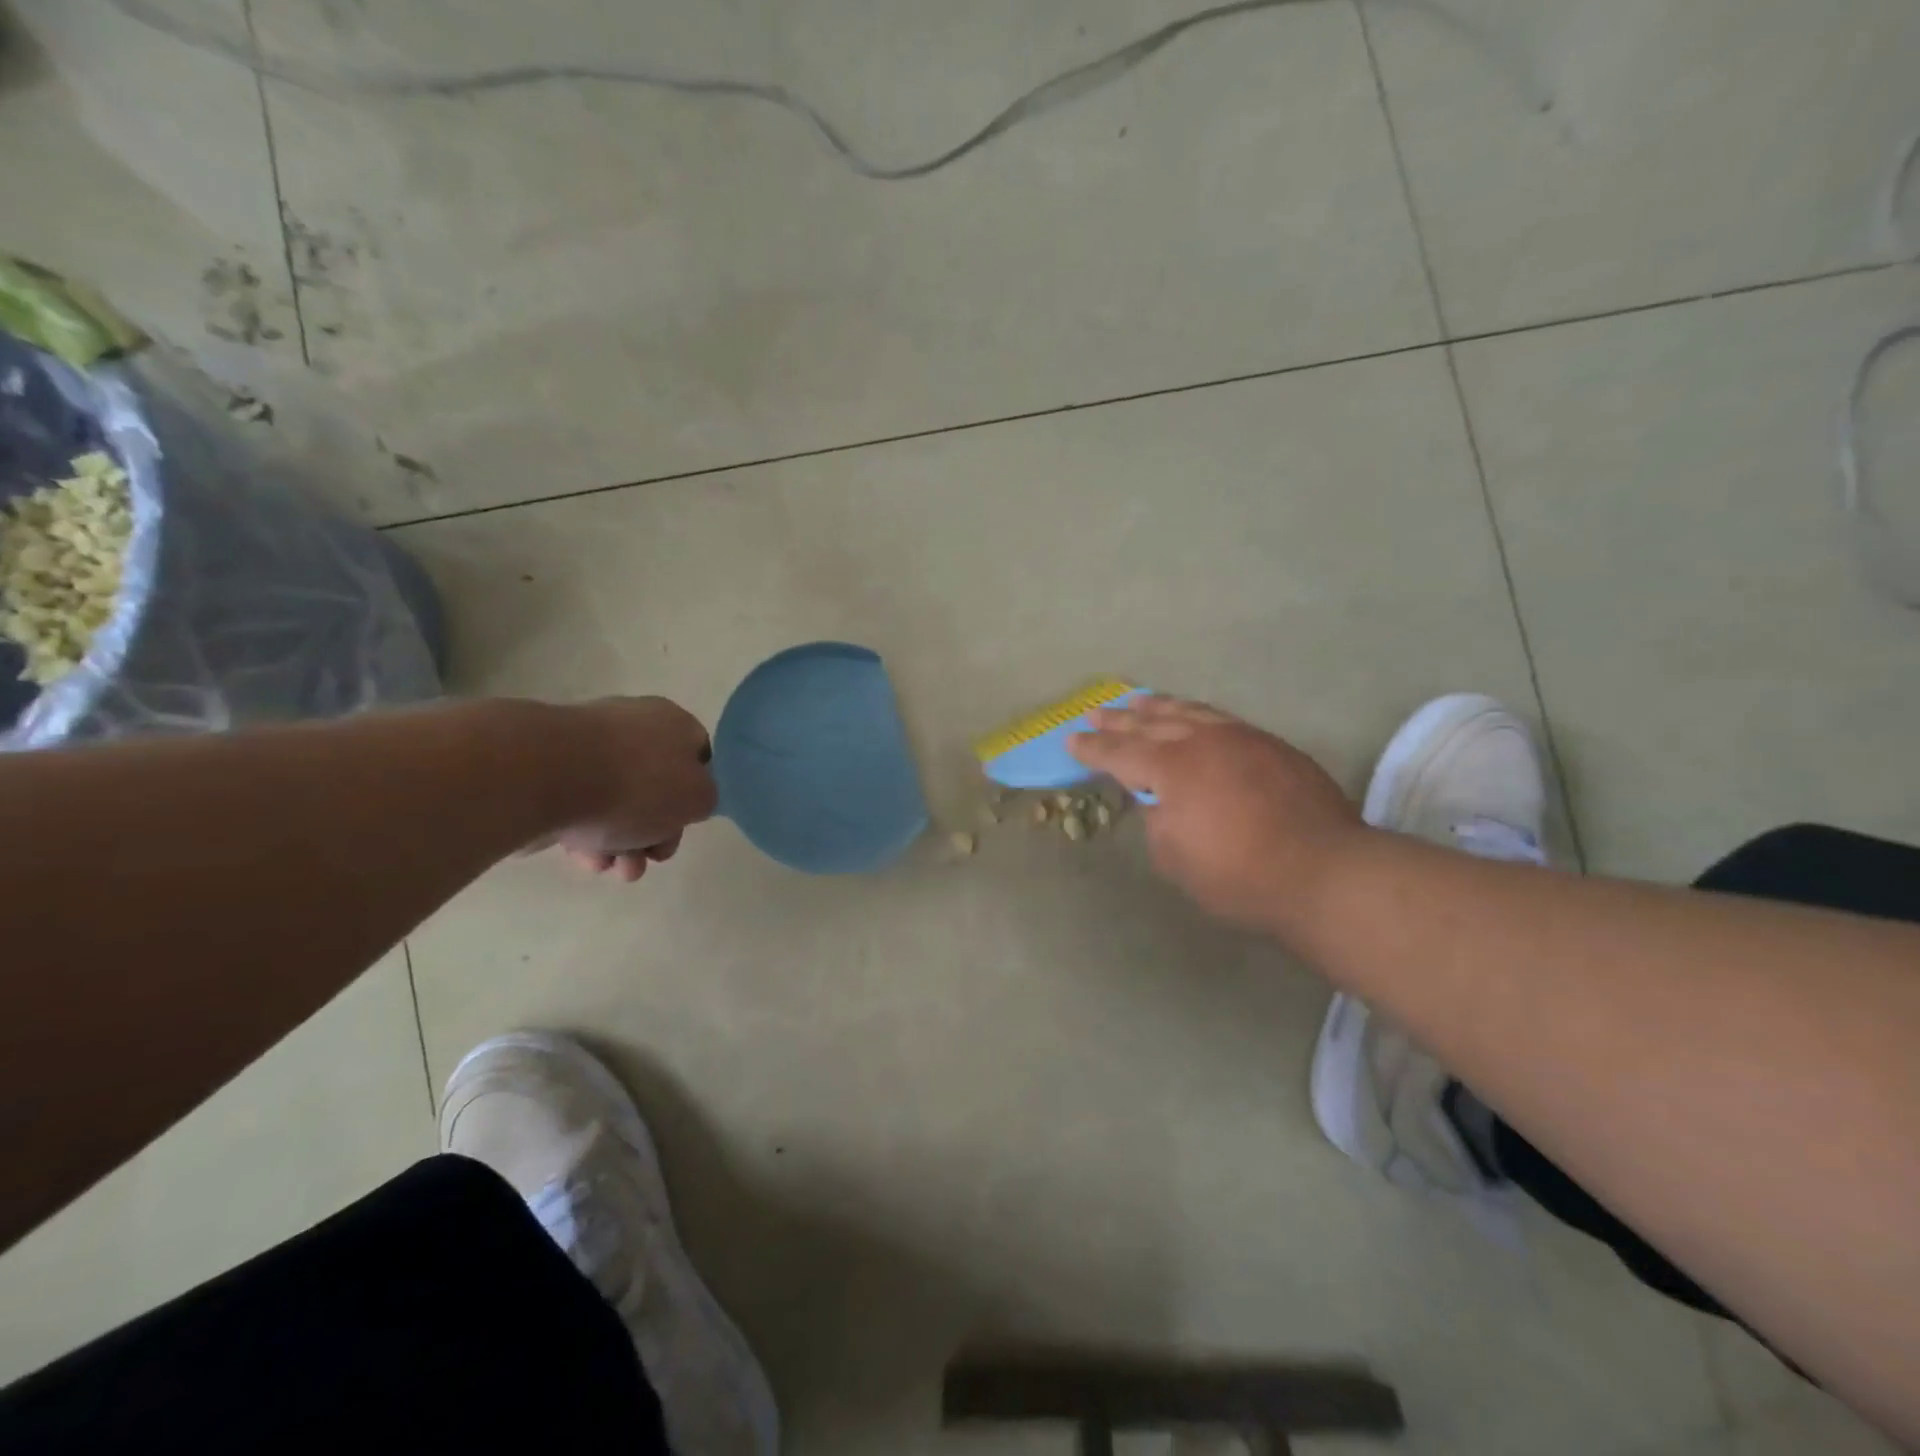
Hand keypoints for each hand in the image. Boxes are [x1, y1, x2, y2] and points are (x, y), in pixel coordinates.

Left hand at [554, 697, 717, 881]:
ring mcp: (586, 747)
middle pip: (657, 786)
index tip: (687, 823)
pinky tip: (585, 858)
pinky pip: (580, 808)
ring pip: (617, 802)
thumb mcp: (697, 798)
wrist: (542, 776)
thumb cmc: (636, 784)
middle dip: (657, 831)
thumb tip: (688, 799)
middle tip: (651, 857)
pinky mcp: (548, 772)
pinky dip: (587, 836)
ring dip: (623, 842)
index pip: (698, 755)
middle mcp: (632, 726)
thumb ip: (704, 799)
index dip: (697, 793)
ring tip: (613, 869)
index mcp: (672, 722)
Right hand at [1068, 696, 1364, 935]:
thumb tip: (1163, 804)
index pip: (1120, 752)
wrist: (1324, 872)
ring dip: (1160, 707)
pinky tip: (1196, 717)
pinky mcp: (1274, 746)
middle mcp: (1203, 741)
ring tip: (1140, 701)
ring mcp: (1243, 738)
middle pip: (1152, 722)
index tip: (1071, 740)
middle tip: (1097, 712)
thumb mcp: (1175, 859)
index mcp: (1172, 768)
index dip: (1093, 748)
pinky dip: (1199, 715)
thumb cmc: (1238, 875)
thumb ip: (1159, 823)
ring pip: (1191, 712)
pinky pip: (1223, 720)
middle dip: (1121, 719)